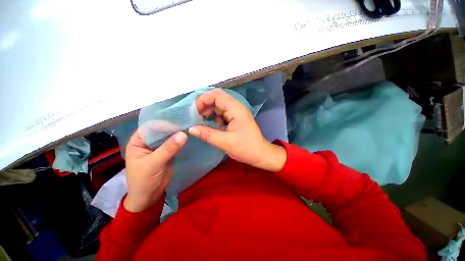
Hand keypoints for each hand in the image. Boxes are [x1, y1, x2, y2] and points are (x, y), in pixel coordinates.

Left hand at [123, 130, 186, 212]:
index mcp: (138, 141)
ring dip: (178, 133)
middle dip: (172, 127)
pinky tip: (188, 135)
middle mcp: (148, 141)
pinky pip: (175, 143)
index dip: (162, 123)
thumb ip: (168, 148)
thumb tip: (183, 134)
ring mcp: (159, 146)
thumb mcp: (153, 164)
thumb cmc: (144, 180)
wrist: (150, 196)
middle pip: (161, 130)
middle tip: (186, 123)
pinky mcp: (168, 152)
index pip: (150, 127)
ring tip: (190, 127)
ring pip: (169, 136)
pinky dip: (181, 140)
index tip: (177, 123)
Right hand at [188, 89, 286, 171]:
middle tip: (197, 119)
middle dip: (205, 107)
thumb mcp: (225, 142)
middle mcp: (236, 108)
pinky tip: (213, 127)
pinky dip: (215, 119)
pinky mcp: (236, 119)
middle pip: (217, 100)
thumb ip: (207, 134)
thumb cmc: (246, 148)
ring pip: (219, 107)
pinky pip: (222, 115)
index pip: (216, 95)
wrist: (260, 154)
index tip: (195, 112)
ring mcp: (237, 113)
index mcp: (236, 109)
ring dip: (210, 114)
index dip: (203, 100)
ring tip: (203, 124)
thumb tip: (191, 128)